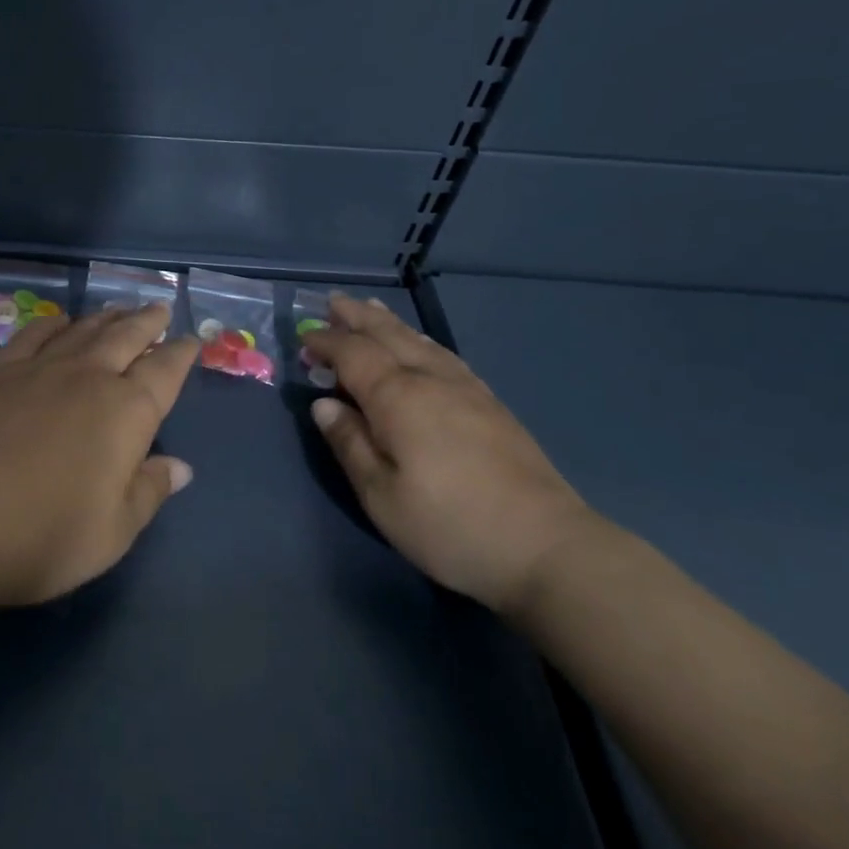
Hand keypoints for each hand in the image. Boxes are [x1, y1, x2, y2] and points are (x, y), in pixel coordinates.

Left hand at [0, 305, 199, 607]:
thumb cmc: (42, 534)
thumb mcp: (112, 532)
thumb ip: (148, 492)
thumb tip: (181, 468)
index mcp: (127, 412)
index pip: (164, 372)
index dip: (181, 354)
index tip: (192, 340)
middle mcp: (88, 378)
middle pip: (126, 337)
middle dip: (147, 322)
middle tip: (160, 308)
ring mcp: (39, 370)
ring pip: (83, 330)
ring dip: (106, 317)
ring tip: (118, 309)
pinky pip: (33, 336)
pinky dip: (52, 324)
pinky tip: (58, 322)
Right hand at [301, 295, 599, 612]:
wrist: (544, 546)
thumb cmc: (449, 526)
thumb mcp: (381, 496)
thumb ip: (350, 444)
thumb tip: (324, 404)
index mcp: (397, 397)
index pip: (353, 354)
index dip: (326, 342)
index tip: (303, 339)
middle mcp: (430, 379)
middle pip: (388, 335)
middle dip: (357, 317)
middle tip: (333, 302)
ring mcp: (466, 388)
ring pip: (419, 340)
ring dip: (389, 322)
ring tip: (371, 309)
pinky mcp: (490, 403)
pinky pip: (444, 354)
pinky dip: (421, 340)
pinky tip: (421, 345)